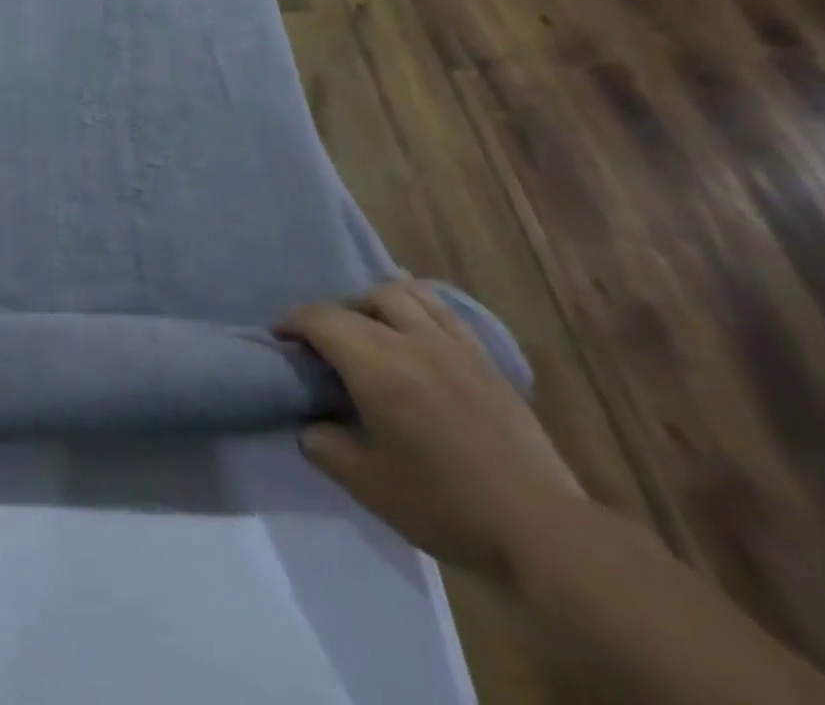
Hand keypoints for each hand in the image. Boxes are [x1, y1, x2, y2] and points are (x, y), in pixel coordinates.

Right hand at [276, 281, 583, 583]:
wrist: (543, 532)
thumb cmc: (445, 506)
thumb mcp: (366, 484)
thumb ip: (323, 444)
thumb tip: (311, 424)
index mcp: (376, 365)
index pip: (320, 319)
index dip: (292, 323)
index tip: (281, 340)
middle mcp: (411, 341)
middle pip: (358, 301)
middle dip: (330, 313)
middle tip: (323, 342)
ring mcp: (454, 346)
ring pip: (404, 293)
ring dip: (374, 302)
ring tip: (368, 327)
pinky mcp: (486, 360)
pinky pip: (443, 311)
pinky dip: (417, 307)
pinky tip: (413, 331)